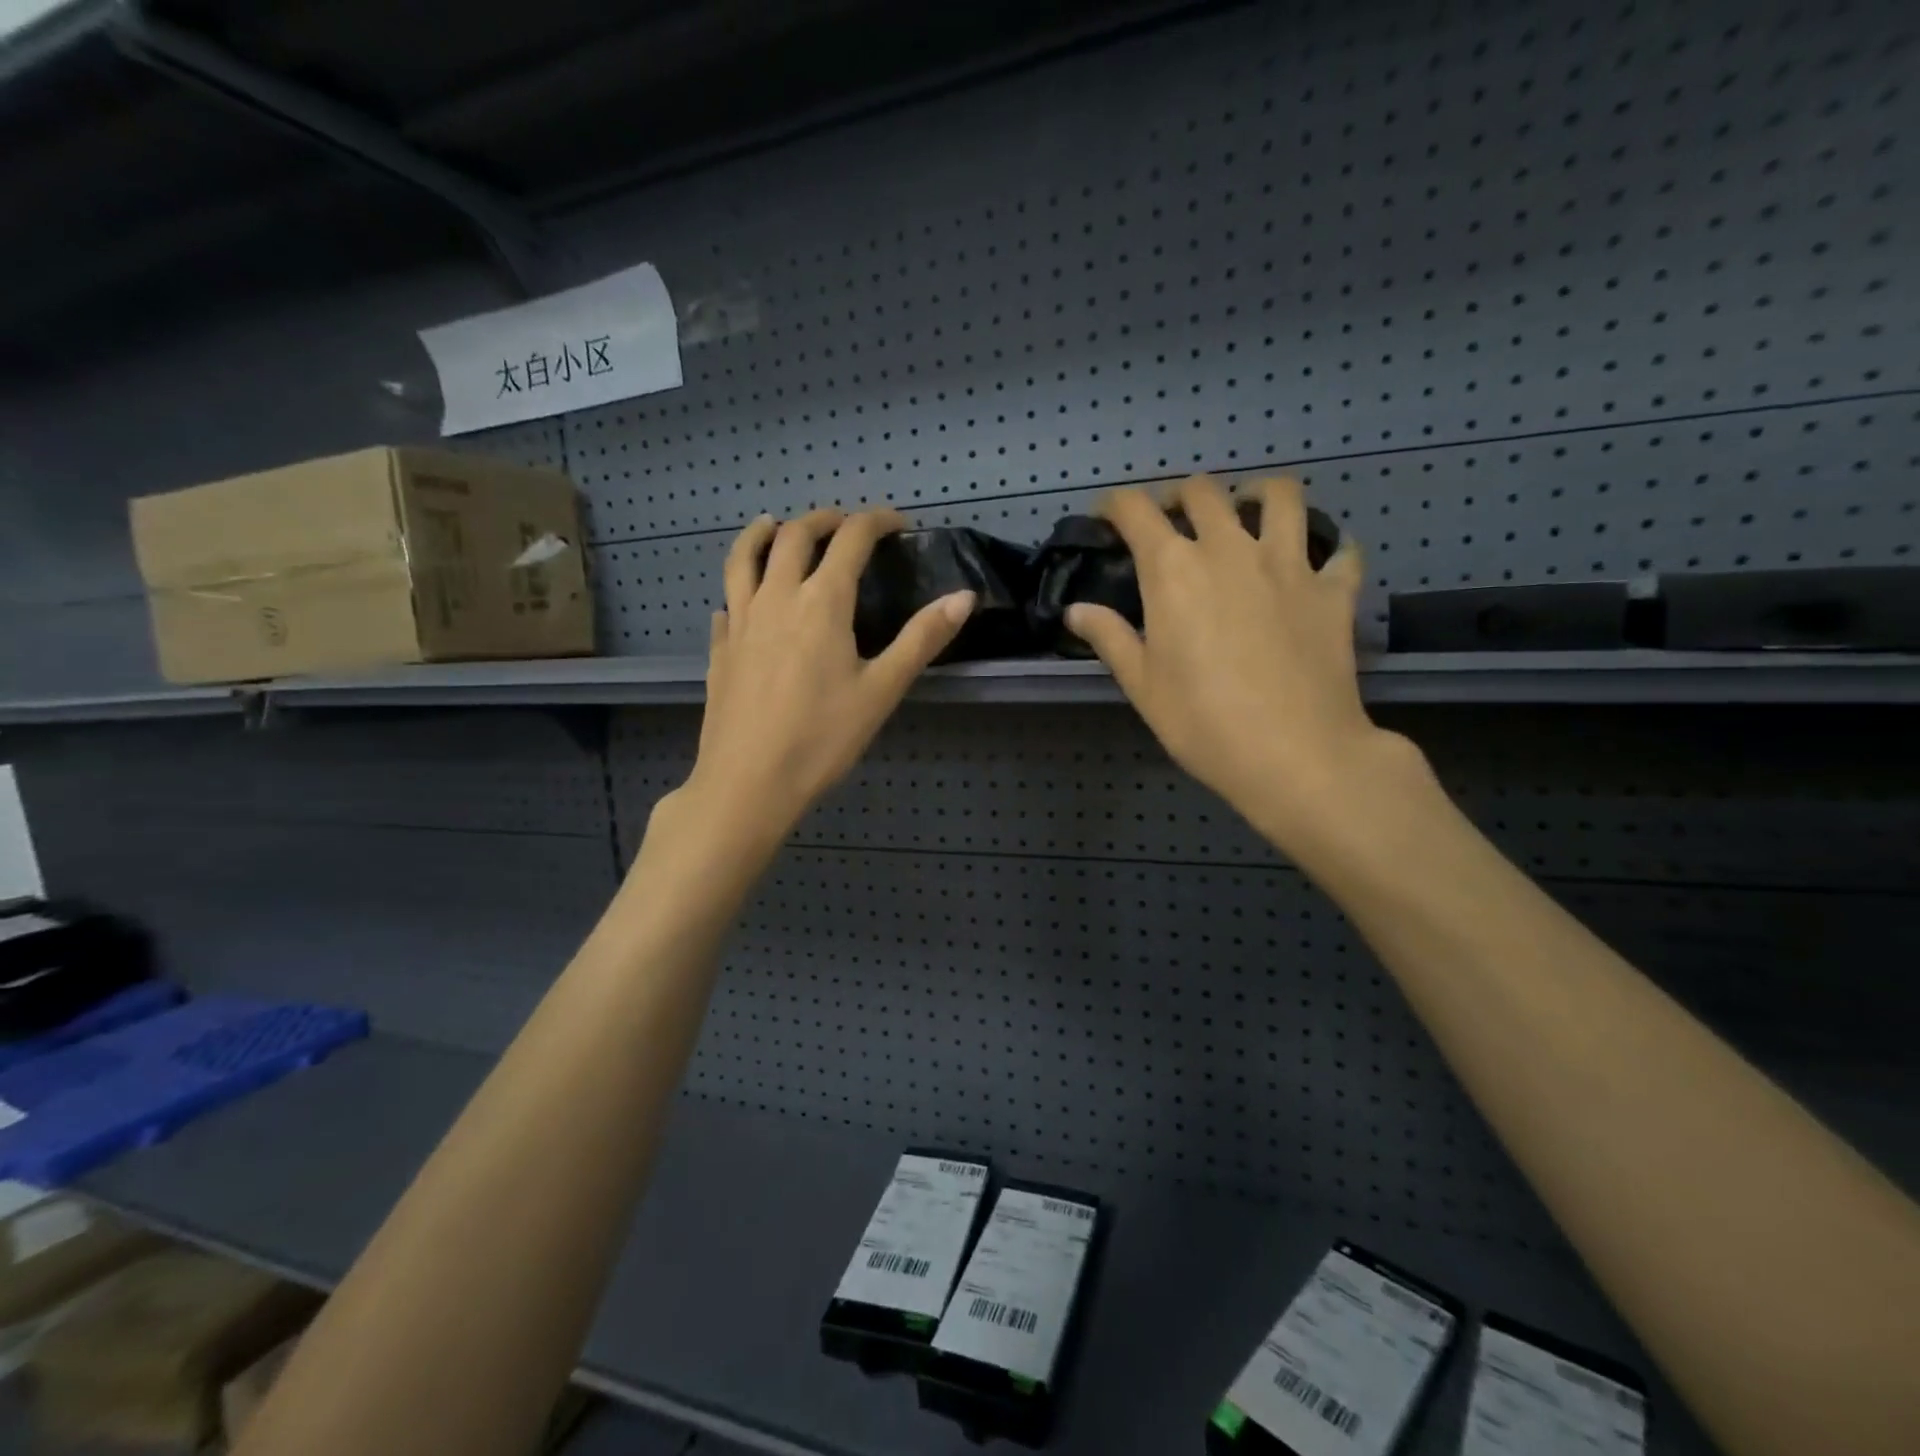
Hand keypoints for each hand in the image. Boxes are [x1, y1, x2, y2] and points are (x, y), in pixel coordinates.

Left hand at [666, 507, 974, 853]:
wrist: (748, 782)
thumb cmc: (822, 738)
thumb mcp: (882, 690)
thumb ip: (922, 639)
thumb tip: (964, 596)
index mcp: (821, 602)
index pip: (851, 539)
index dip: (876, 521)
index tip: (897, 523)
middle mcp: (776, 597)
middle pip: (794, 536)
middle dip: (823, 519)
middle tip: (845, 522)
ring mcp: (741, 620)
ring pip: (744, 557)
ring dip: (763, 533)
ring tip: (774, 525)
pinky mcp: (720, 648)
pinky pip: (727, 601)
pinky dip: (739, 587)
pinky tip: (743, 600)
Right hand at [1067, 475, 1412, 848]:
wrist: (1295, 754)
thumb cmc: (1202, 723)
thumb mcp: (1142, 686)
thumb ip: (1110, 638)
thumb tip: (1076, 610)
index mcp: (1174, 570)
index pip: (1137, 511)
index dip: (1116, 504)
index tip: (1108, 515)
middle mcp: (1230, 549)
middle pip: (1203, 491)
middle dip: (1179, 496)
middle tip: (1172, 519)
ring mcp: (1289, 564)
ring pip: (1279, 496)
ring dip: (1257, 494)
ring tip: (1248, 512)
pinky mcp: (1333, 590)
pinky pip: (1340, 552)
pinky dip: (1328, 551)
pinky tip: (1318, 565)